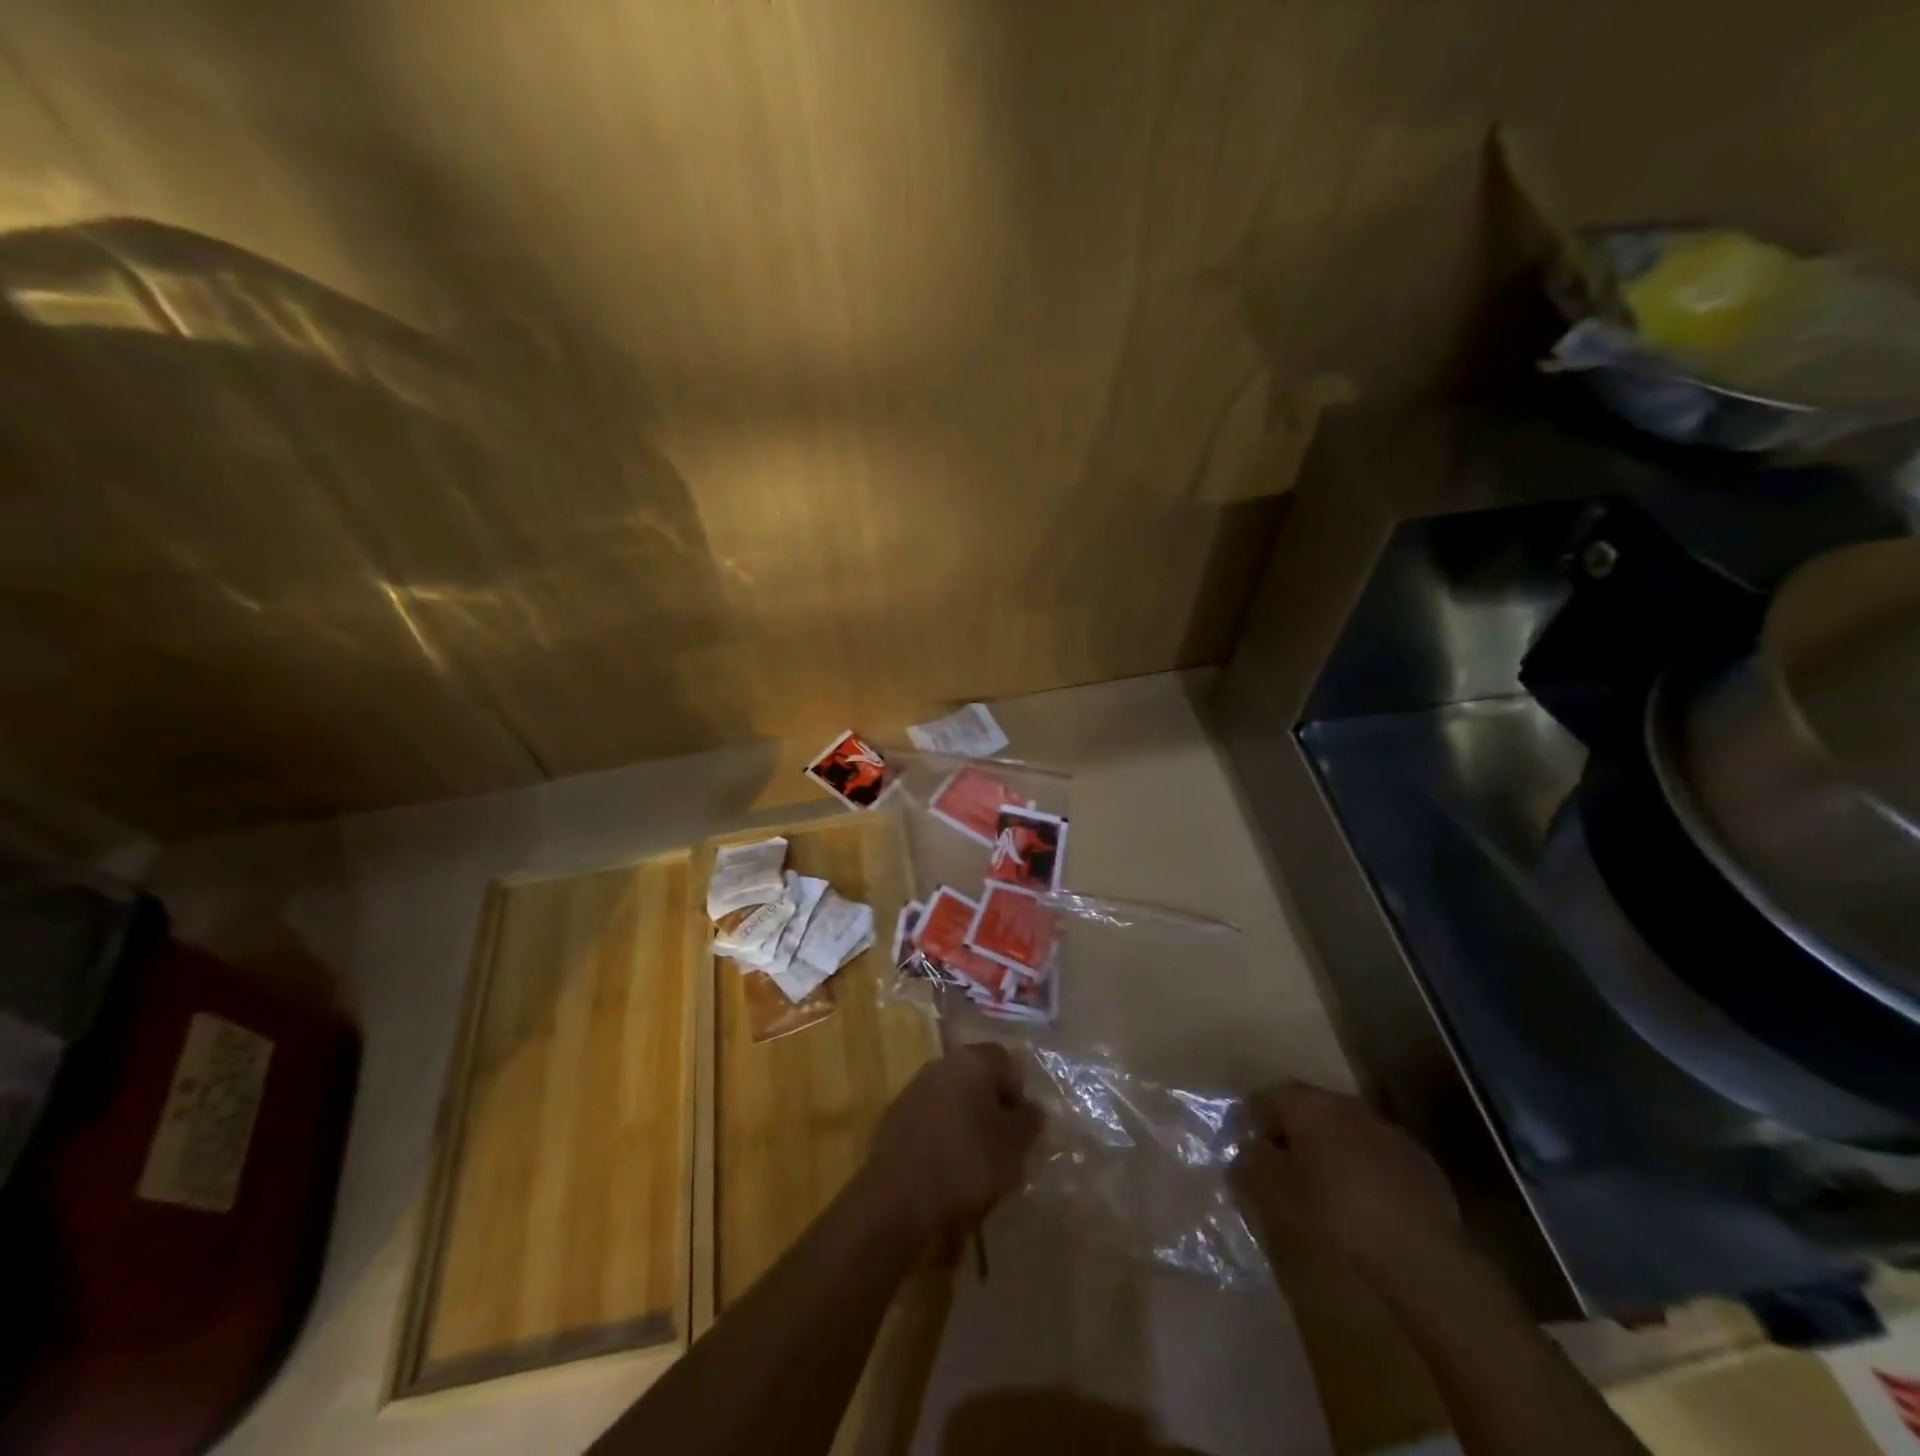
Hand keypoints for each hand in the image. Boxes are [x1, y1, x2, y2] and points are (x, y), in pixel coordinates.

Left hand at [863, 1042, 1043, 1245]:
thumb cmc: (967, 1162)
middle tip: (1003, 1143)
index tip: (1022, 1125)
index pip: (1005, 1059)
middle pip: (976, 1075)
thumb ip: (1029, 1121)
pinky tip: (946, 1166)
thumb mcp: (1014, 1146)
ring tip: (976, 1160)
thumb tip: (1031, 1108)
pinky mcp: (895, 1116)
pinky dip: (942, 1134)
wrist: (899, 1195)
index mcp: (972, 1060)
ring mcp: (914, 1088)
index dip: (1018, 1090)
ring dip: (966, 1119)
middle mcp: (942, 1063)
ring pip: (952, 1096)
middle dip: (991, 1104)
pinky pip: (930, 1117)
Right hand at [1231, 1080, 1461, 1284]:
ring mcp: (1388, 1130)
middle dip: (1295, 1134)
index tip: (1252, 1155)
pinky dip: (1366, 1170)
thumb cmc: (1334, 1215)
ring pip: (1346, 1130)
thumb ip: (1251, 1164)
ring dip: (1332, 1150)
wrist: (1420, 1257)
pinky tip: (1367, 1204)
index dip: (1254, 1123)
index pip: (1267, 1097)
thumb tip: (1246, 1152)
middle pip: (1309, 1109)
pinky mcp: (1420, 1162)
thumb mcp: (1274, 1193)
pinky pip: (1378, 1155)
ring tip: (1328, 1189)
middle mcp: (1347, 1104)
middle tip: (1287, 1171)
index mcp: (1309, 1105)